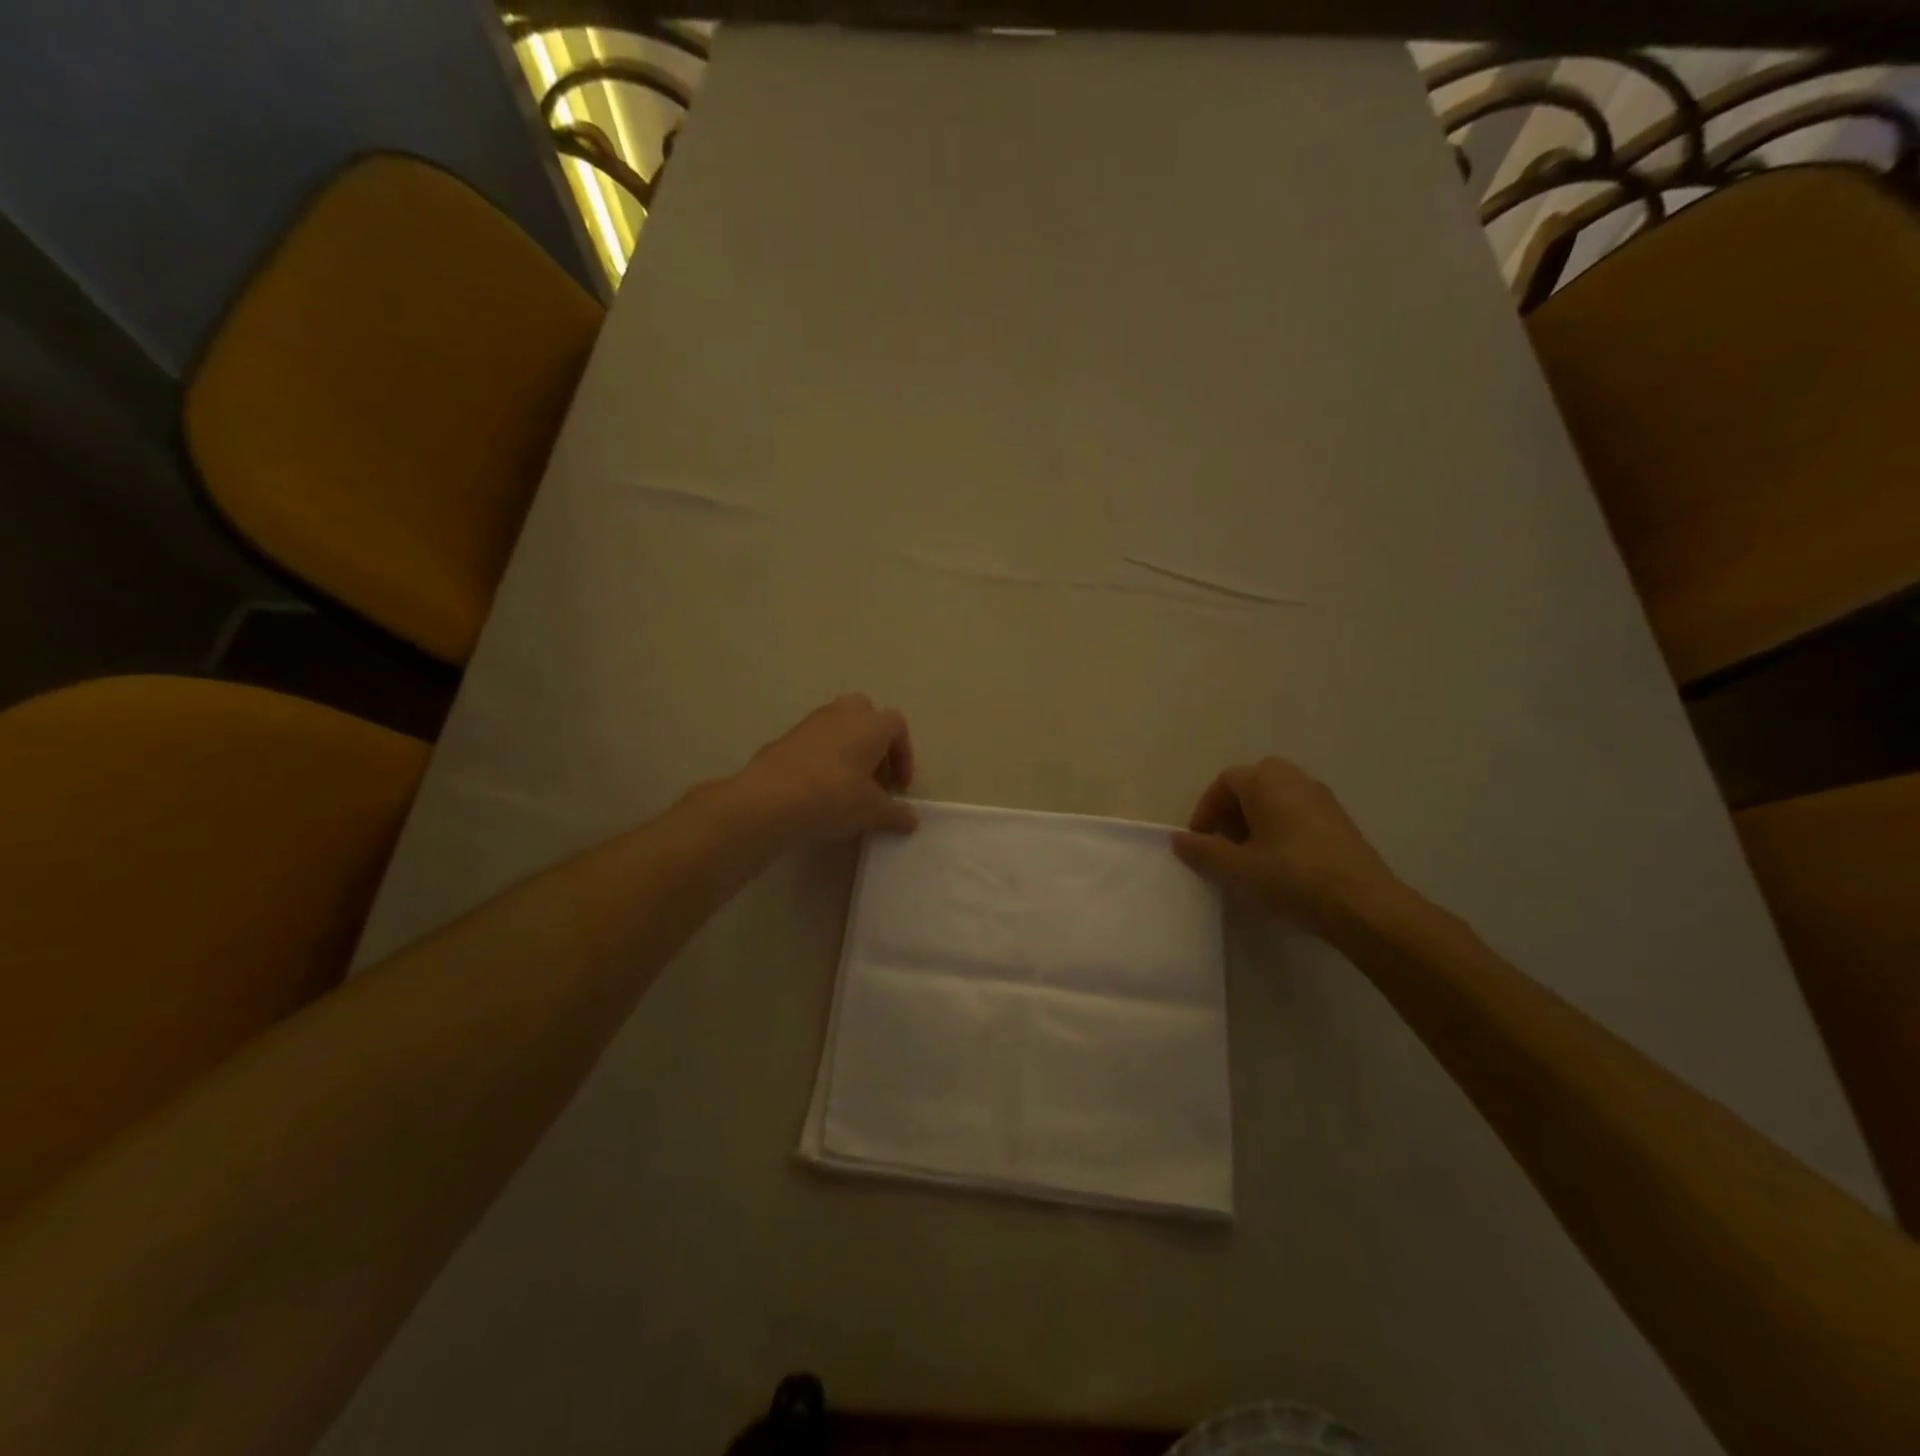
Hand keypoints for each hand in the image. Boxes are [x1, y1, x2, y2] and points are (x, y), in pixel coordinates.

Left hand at [739, 695, 917, 842]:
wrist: (770, 800)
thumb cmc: (833, 797)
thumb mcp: (872, 811)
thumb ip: (896, 814)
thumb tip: (911, 820)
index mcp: (869, 724)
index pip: (897, 725)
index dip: (904, 754)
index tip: (899, 786)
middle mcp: (841, 714)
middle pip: (866, 714)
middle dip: (874, 742)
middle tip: (874, 776)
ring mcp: (809, 723)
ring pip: (838, 726)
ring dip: (848, 749)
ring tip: (847, 785)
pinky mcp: (785, 738)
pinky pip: (813, 742)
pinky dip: (822, 759)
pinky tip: (817, 790)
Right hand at [1171, 757, 1403, 933]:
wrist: (1364, 905)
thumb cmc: (1292, 877)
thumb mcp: (1237, 868)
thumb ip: (1203, 851)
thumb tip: (1178, 839)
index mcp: (1266, 781)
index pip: (1224, 782)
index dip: (1205, 810)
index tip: (1200, 842)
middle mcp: (1295, 780)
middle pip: (1252, 784)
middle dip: (1232, 811)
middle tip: (1224, 844)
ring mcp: (1322, 799)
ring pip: (1277, 799)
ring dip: (1256, 821)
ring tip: (1249, 858)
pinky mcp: (1339, 822)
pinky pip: (1298, 814)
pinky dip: (1280, 830)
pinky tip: (1280, 865)